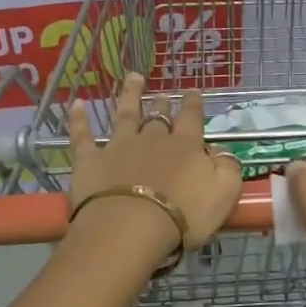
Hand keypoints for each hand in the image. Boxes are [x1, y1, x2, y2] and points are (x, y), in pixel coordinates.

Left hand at [66, 74, 243, 258]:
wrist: (131, 227)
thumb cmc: (184, 215)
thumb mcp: (224, 193)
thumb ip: (228, 168)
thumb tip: (221, 151)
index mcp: (186, 146)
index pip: (192, 119)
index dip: (193, 105)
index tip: (193, 92)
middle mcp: (153, 139)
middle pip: (158, 117)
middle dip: (162, 104)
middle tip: (163, 95)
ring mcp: (119, 146)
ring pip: (125, 115)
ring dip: (130, 95)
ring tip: (133, 78)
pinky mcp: (90, 160)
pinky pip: (83, 135)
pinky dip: (79, 120)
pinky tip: (77, 104)